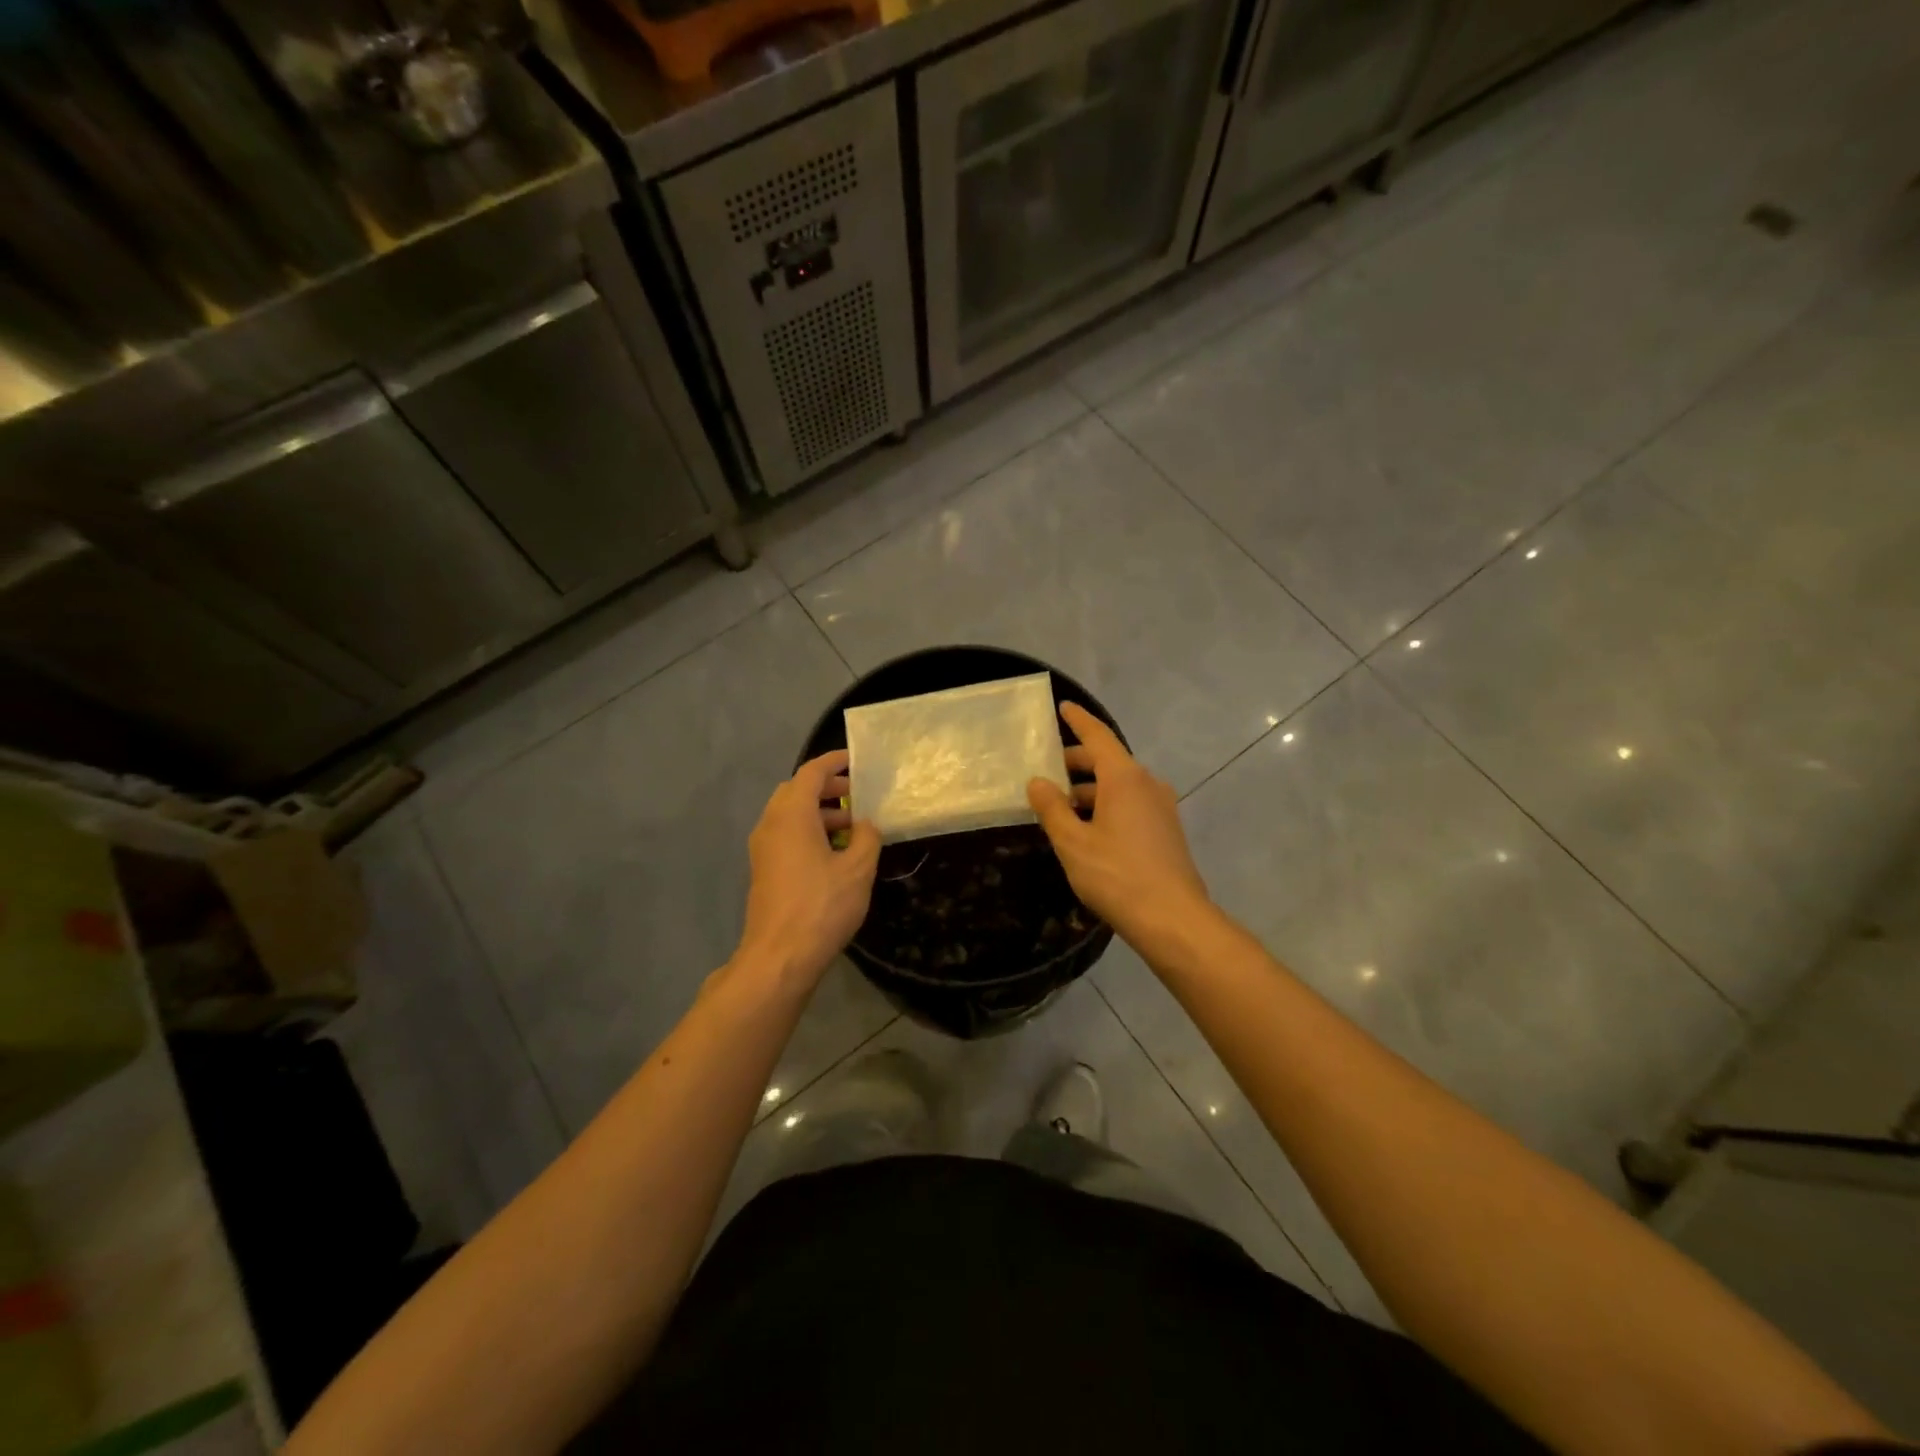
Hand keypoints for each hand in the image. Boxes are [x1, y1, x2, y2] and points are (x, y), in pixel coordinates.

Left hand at [737, 750, 880, 987]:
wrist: (779, 957)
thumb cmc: (821, 906)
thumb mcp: (858, 868)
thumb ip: (868, 837)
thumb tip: (867, 824)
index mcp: (791, 815)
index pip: (811, 773)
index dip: (834, 762)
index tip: (856, 760)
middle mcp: (771, 824)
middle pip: (796, 791)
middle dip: (827, 788)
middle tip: (858, 795)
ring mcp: (763, 849)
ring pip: (790, 816)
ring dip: (820, 813)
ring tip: (854, 827)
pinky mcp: (764, 870)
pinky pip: (786, 836)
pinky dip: (809, 832)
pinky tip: (835, 854)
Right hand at [1027, 704, 1211, 948]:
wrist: (1173, 919)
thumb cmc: (1117, 875)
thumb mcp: (1073, 842)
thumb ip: (1052, 808)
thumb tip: (1038, 782)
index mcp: (1124, 778)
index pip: (1098, 737)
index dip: (1078, 721)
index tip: (1063, 707)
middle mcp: (1147, 784)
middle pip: (1108, 761)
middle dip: (1077, 762)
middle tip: (1047, 771)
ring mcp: (1161, 807)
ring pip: (1119, 785)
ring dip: (1090, 789)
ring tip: (1061, 806)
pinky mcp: (1166, 831)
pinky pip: (1131, 804)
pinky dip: (1106, 805)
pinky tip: (1088, 829)